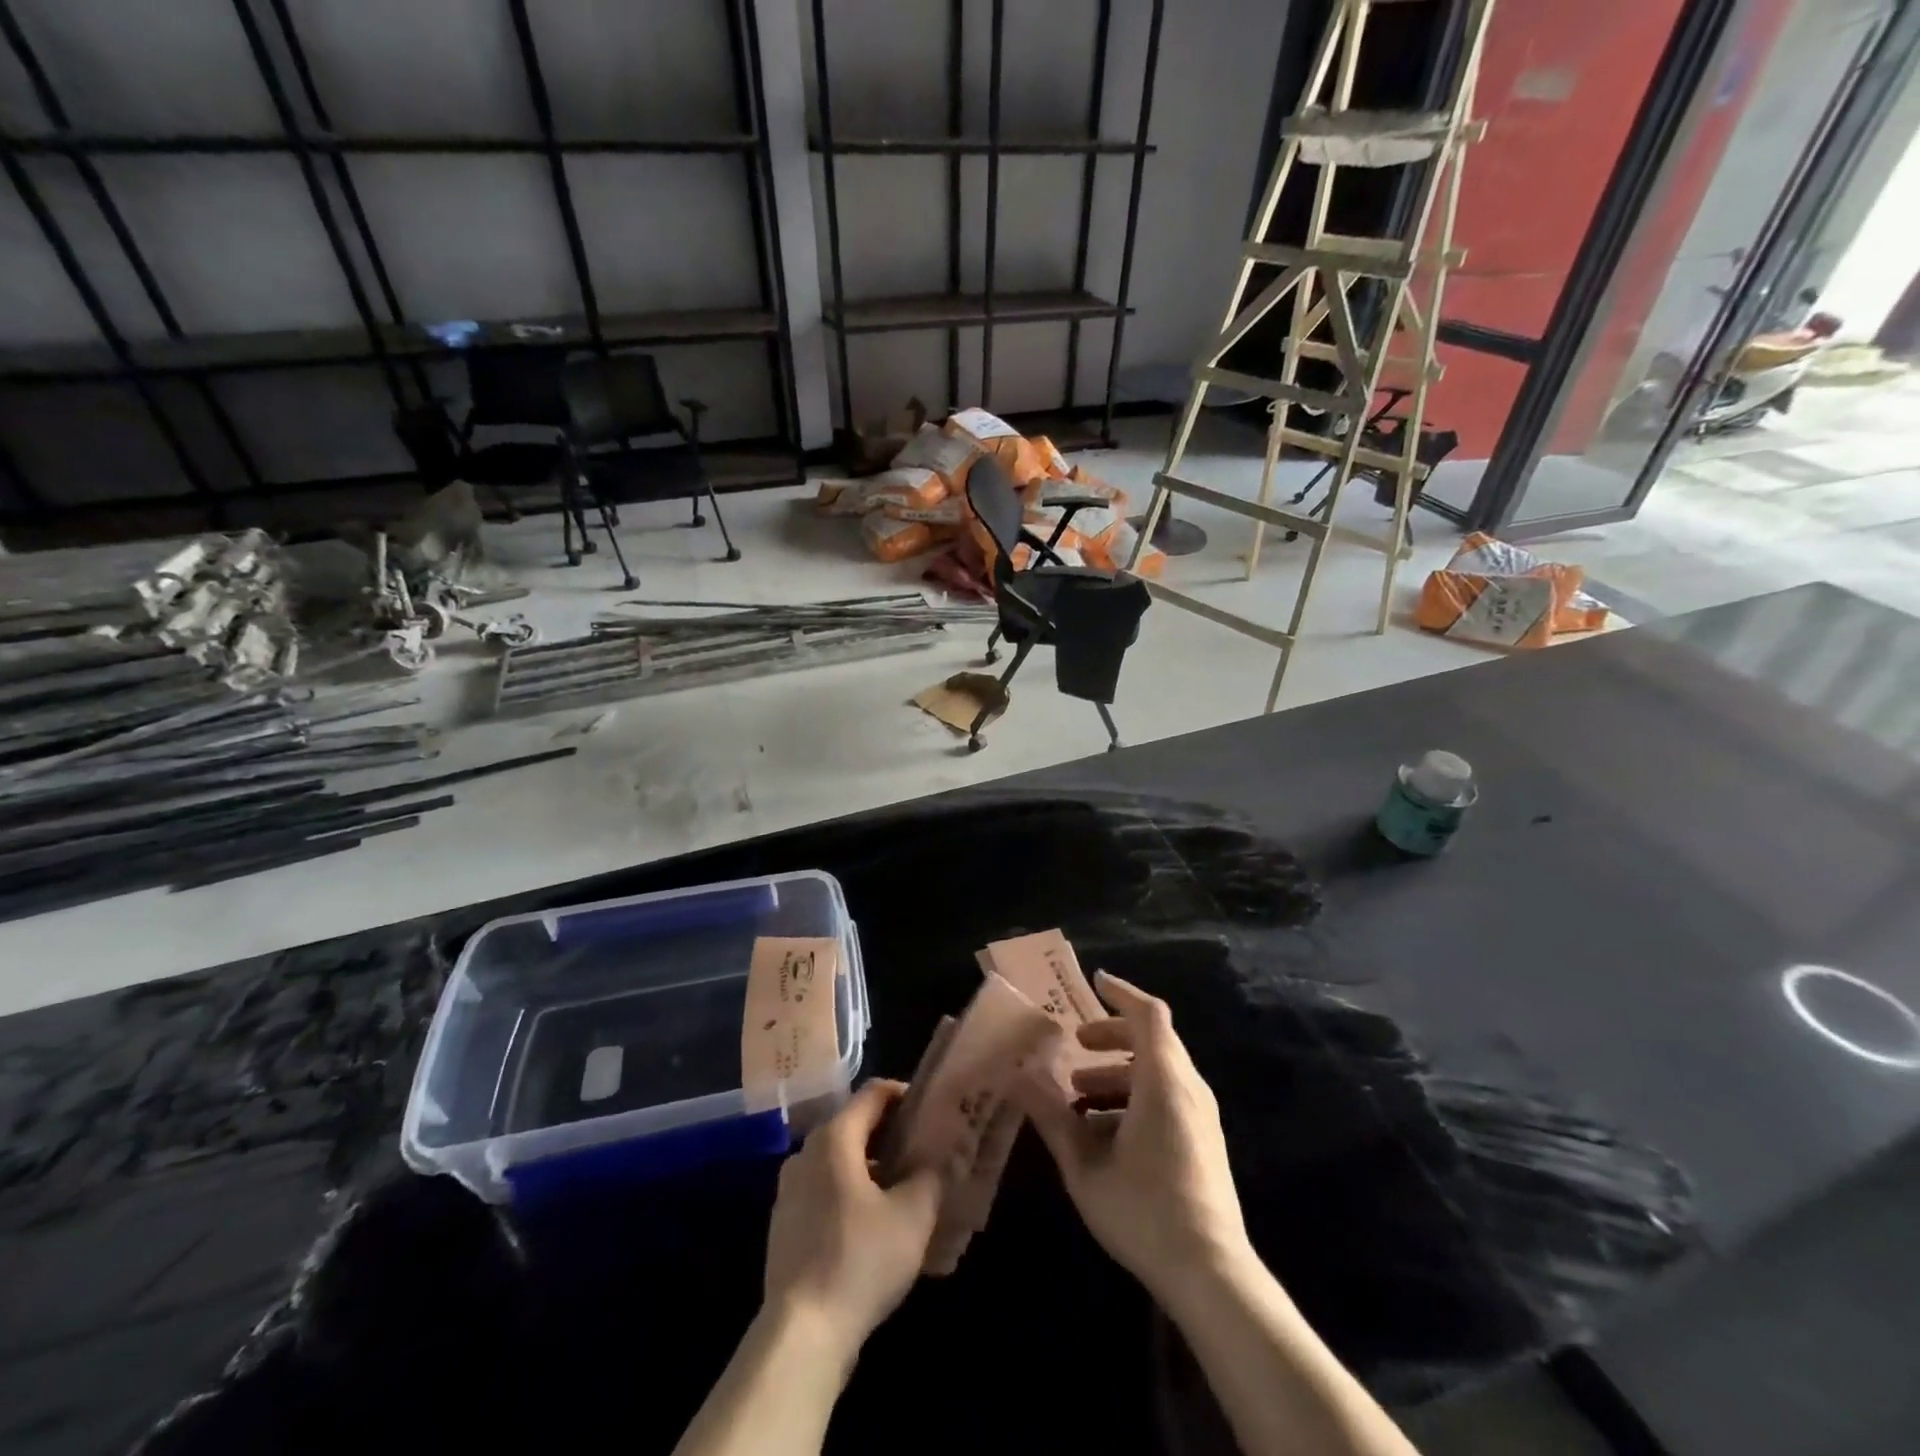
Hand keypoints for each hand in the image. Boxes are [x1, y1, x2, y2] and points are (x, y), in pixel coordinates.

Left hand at [762, 1080, 944, 1369]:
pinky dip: (852, 1194)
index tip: (932, 1113)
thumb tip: (949, 1153)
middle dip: (892, 1135)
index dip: (905, 1095)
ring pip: (840, 1161)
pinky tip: (876, 1227)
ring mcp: (790, 1191)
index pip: (874, 1093)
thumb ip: (933, 1175)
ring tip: (907, 1191)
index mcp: (834, 1138)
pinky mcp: (785, 1226)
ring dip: (873, 1168)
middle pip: (855, 1125)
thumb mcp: (912, 1216)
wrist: (800, 1335)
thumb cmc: (860, 1260)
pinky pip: (825, 1192)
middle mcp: (806, 1153)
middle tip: (926, 1152)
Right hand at [1017, 972, 1250, 1302]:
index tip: (1093, 983)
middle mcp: (1188, 1088)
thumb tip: (1016, 1076)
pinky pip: (1167, 1097)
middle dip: (1110, 1036)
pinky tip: (1103, 1133)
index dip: (1121, 993)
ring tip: (1078, 1094)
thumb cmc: (1144, 1211)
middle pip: (1152, 1040)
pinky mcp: (1203, 1141)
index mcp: (1163, 1081)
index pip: (1149, 1014)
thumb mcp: (1085, 1165)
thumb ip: (1051, 1116)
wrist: (1211, 1275)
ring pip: (1158, 1071)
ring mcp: (1200, 1116)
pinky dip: (1134, 1096)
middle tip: (1074, 1045)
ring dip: (1117, 1072)